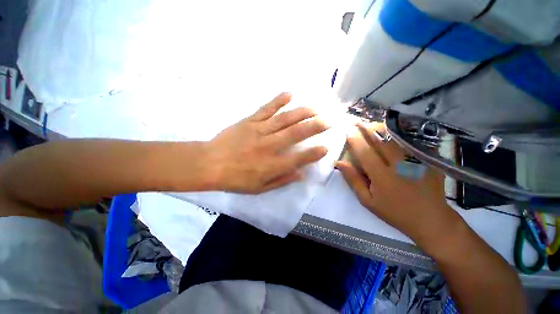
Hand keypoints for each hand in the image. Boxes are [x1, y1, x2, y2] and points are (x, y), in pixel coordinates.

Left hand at [207, 92, 328, 193]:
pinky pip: (266, 109)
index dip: (314, 153)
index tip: (326, 148)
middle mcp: (269, 146)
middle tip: (328, 121)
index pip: (299, 158)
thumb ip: (281, 180)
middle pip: (296, 134)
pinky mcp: (249, 121)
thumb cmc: (235, 179)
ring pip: (284, 119)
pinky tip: (289, 94)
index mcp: (272, 165)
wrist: (210, 163)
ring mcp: (259, 130)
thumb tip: (301, 174)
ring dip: (302, 113)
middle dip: (314, 127)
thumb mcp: (259, 188)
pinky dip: (278, 100)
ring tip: (315, 109)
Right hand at [335, 122, 457, 241]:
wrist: (430, 219)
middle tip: (357, 122)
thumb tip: (339, 163)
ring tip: (372, 124)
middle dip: (367, 129)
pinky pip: (410, 143)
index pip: (365, 153)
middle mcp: (399, 165)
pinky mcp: (427, 160)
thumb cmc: (394, 212)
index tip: (348, 132)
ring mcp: (416, 161)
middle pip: (381, 141)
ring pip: (395, 139)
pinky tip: (392, 132)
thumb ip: (353, 180)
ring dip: (382, 129)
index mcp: (382, 177)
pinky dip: (399, 135)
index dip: (355, 141)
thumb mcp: (367, 200)